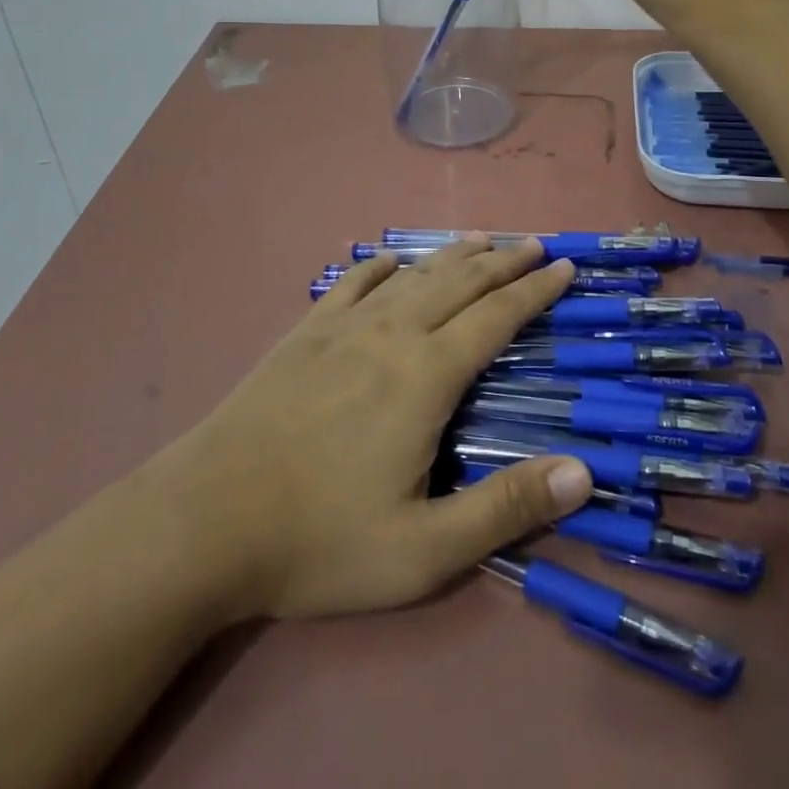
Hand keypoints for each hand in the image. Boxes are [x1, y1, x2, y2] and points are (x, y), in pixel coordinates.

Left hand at [154, 236, 593, 619]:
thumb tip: (583, 473)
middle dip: (503, 261)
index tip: (564, 266)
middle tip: (534, 242)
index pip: (496, 317)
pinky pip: (351, 283)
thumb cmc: (320, 539)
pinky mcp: (304, 335)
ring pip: (413, 276)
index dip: (535, 290)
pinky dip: (379, 266)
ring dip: (453, 255)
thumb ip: (505, 508)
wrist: (204, 521)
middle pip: (460, 283)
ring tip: (481, 239)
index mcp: (427, 376)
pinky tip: (390, 260)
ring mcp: (343, 329)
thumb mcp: (424, 550)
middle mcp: (392, 335)